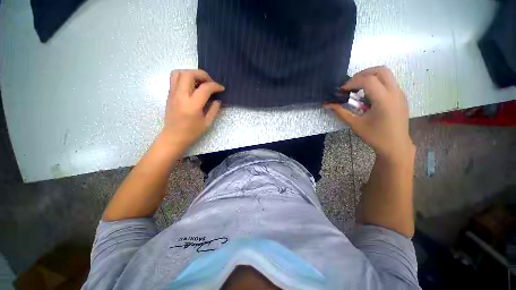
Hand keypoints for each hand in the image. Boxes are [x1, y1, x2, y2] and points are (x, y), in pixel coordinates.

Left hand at [161, 69, 224, 148]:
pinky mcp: (169, 94)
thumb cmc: (192, 132)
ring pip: (179, 73)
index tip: (221, 88)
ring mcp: (173, 94)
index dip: (215, 86)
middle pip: (189, 74)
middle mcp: (181, 96)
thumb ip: (214, 109)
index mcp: (193, 105)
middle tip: (210, 82)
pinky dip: (184, 77)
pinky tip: (192, 86)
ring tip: (199, 82)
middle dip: (202, 74)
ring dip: (191, 73)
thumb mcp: (207, 123)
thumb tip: (218, 99)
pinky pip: (174, 78)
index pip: (205, 88)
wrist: (173, 137)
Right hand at [324, 66, 413, 162]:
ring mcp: (400, 93)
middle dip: (362, 74)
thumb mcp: (355, 124)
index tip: (342, 91)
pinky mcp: (400, 96)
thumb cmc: (375, 136)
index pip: (368, 80)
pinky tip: (368, 97)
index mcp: (384, 100)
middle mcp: (395, 92)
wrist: (396, 146)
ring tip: (357, 90)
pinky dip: (376, 83)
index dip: (352, 82)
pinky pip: (388, 82)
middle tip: (350, 85)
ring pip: (386, 74)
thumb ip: (341, 112)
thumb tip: (327, 104)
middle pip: (380, 70)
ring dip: (369, 77)